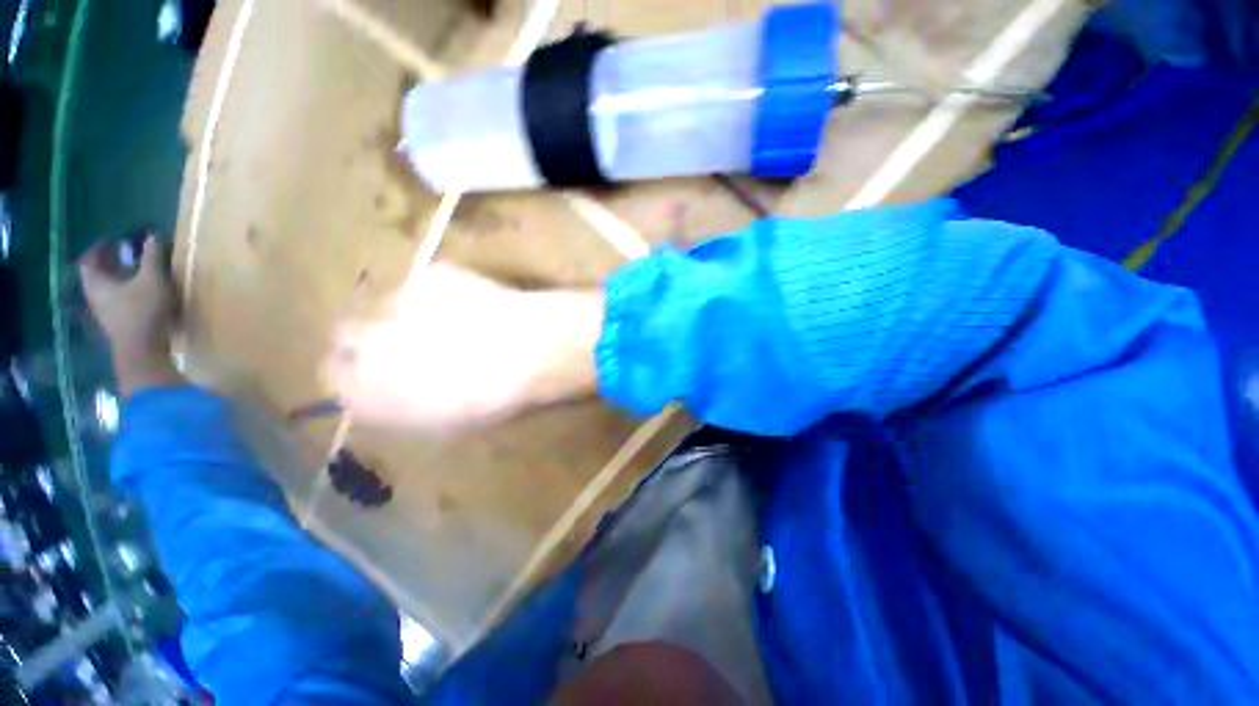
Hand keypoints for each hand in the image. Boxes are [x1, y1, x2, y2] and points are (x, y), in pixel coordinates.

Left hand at [78, 236, 183, 395]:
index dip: (98, 249)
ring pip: (106, 290)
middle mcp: (95, 296)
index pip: (88, 260)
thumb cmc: (143, 310)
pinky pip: (116, 302)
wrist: (143, 351)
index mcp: (96, 283)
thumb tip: (152, 236)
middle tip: (123, 254)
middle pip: (96, 276)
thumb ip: (152, 258)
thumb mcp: (153, 280)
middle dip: (108, 264)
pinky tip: (139, 293)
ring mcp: (105, 313)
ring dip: (117, 279)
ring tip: (133, 273)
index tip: (112, 241)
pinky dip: (124, 292)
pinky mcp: (117, 324)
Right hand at [326, 263, 601, 433]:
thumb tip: (391, 391)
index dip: (358, 375)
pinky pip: (423, 285)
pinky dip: (437, 295)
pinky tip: (470, 306)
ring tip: (446, 325)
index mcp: (362, 389)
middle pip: (346, 335)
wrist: (529, 351)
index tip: (380, 375)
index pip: (335, 378)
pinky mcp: (432, 273)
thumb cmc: (492, 400)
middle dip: (369, 342)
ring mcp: (395, 300)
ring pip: (382, 305)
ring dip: (402, 316)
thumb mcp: (441, 423)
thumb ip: (400, 406)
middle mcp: (364, 340)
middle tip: (409, 348)